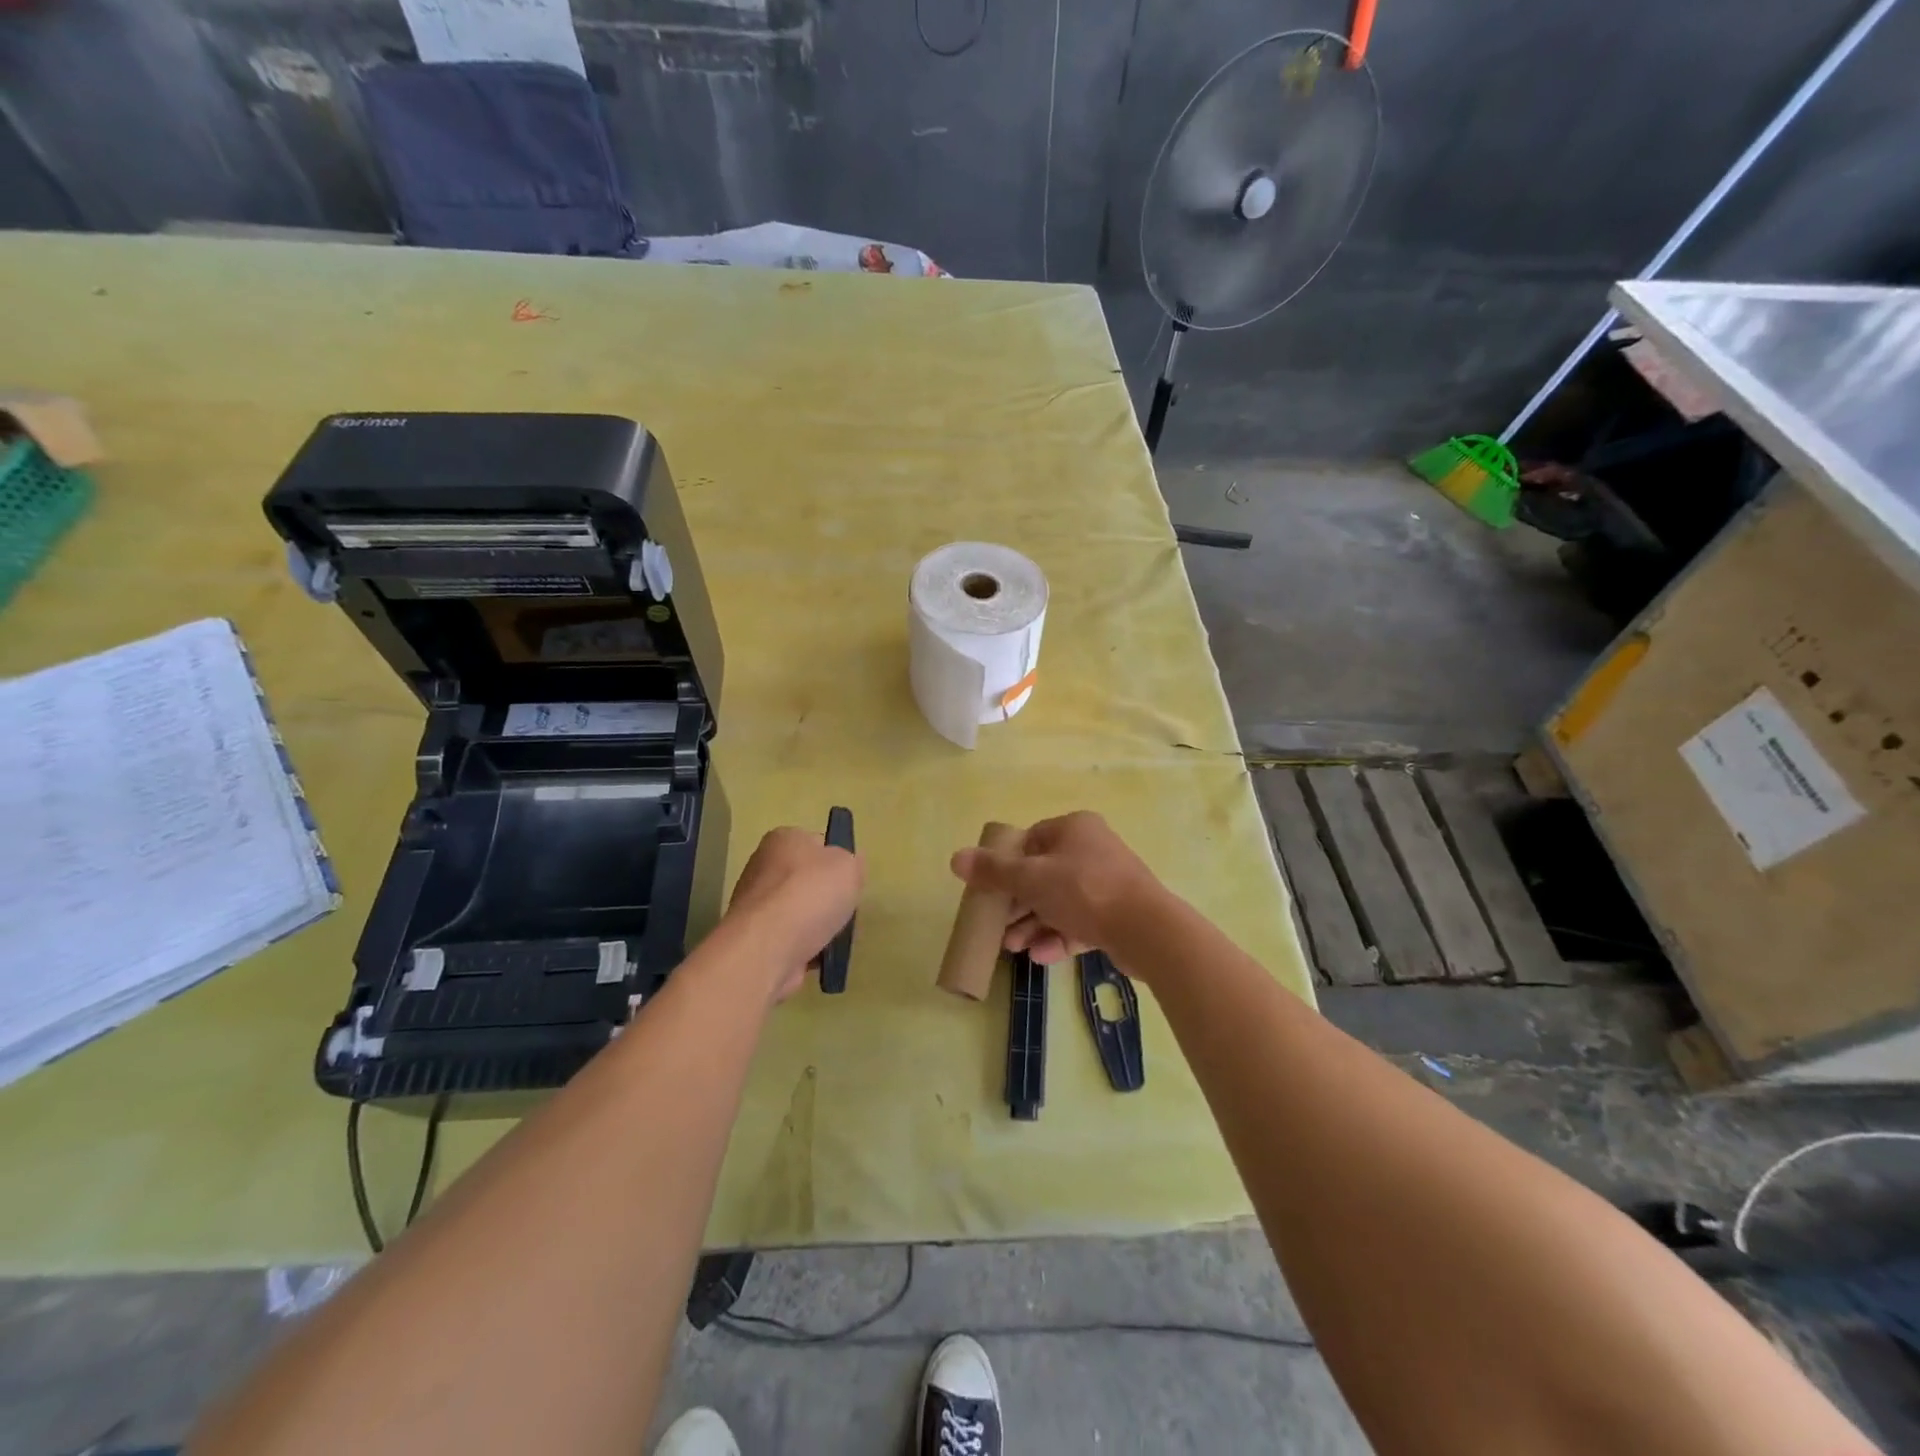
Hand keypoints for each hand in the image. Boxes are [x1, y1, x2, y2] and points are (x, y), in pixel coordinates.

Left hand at [725, 827, 863, 1002]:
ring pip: (800, 912)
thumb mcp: (849, 866)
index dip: (836, 862)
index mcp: (783, 839)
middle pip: (807, 881)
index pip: (816, 844)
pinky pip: (790, 940)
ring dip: (818, 926)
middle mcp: (763, 867)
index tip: (848, 881)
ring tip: (832, 939)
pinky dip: (805, 948)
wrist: (767, 949)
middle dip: (827, 898)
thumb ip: (853, 863)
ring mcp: (756, 905)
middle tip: (843, 911)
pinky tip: (817, 957)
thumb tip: (848, 869)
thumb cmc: (810, 895)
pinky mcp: (754, 938)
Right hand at [949, 811, 1166, 966]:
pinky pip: (1081, 922)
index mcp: (1074, 828)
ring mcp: (1108, 882)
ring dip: (1034, 924)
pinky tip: (1041, 957)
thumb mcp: (1030, 878)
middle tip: (999, 927)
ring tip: (1014, 949)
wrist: (1146, 929)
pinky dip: (1059, 936)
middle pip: (1043, 874)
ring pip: (1061, 901)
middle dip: (1018, 904)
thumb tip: (955, 858)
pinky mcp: (1118, 914)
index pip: (1031, 840)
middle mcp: (1093, 849)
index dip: (1007, 865)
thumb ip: (993, 871)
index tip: (991, 890)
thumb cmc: (1084, 890)